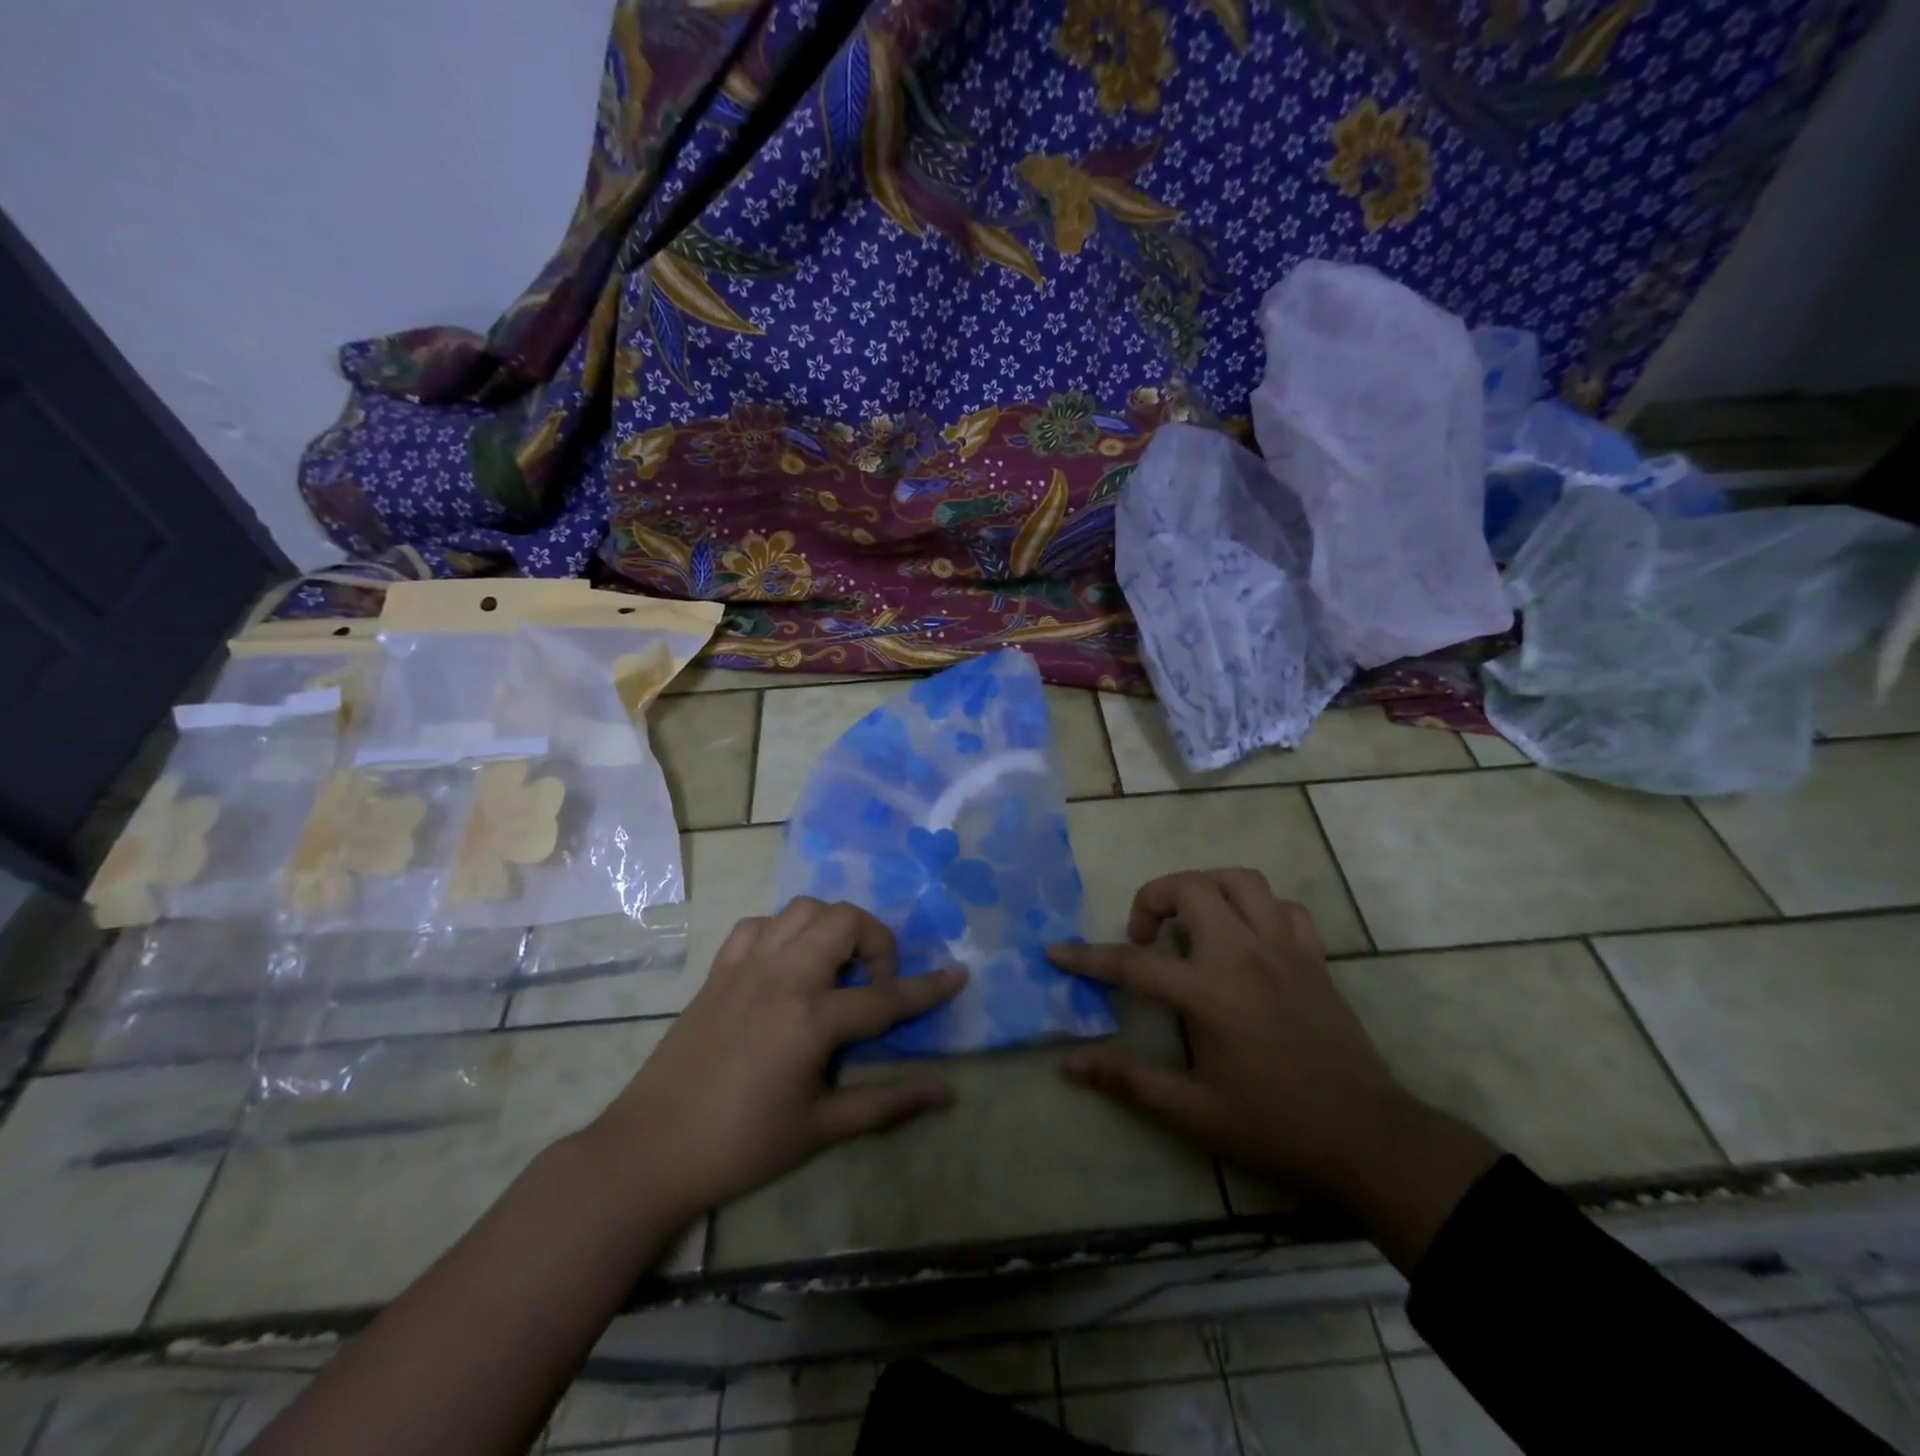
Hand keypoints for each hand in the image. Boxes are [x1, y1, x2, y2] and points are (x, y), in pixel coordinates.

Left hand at [587, 898, 965, 1223]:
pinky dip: (784, 931)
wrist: (650, 1150)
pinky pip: (759, 924)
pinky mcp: (720, 970)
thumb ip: (888, 1103)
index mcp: (811, 1018)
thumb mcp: (821, 1129)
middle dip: (876, 941)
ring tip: (836, 968)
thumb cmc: (742, 1146)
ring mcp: (747, 966)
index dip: (928, 988)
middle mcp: (783, 976)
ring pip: (804, 909)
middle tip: (875, 983)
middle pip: (845, 921)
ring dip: (832, 927)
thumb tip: (947, 1092)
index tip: (959, 974)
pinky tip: (787, 964)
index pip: (886, 997)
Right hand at [1049, 869, 1400, 1199]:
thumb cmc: (1275, 1128)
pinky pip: (1284, 907)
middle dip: (1151, 898)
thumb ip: (1128, 1081)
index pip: (1131, 963)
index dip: (1086, 957)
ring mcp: (1284, 949)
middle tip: (1143, 936)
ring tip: (1190, 920)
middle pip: (1190, 888)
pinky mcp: (1314, 958)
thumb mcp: (1192, 1113)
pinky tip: (1246, 937)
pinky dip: (1257, 908)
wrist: (1369, 1141)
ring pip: (1240, 881)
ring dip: (1206, 888)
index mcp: (1209, 992)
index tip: (1055, 950)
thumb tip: (1069, 1065)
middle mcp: (1243, 954)